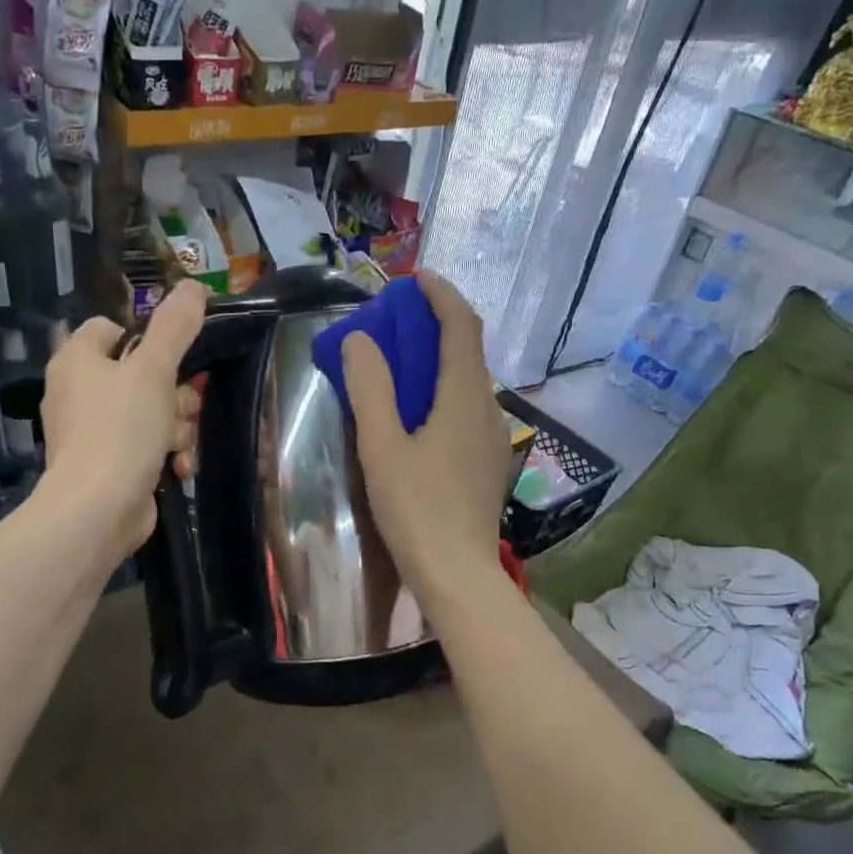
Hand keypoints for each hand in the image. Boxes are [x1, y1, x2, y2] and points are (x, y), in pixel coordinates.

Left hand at [40, 280, 207, 553]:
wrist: (97, 509)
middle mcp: (79, 392)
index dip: (147, 338)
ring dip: (176, 428)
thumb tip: (193, 285)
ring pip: (151, 414)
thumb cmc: (121, 430)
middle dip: (175, 395)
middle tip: (183, 409)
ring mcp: (92, 432)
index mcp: (77, 360)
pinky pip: (145, 447)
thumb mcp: (154, 370)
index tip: (175, 356)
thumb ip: (175, 327)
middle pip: (141, 375)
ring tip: (177, 446)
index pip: (112, 329)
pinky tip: (178, 468)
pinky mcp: (108, 466)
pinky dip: (164, 455)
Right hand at [341, 272, 508, 614]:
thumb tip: (359, 341)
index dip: (442, 295)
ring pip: (467, 383)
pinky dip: (442, 392)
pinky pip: (466, 409)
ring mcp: (493, 438)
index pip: (462, 326)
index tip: (415, 278)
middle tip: (395, 323)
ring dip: (437, 362)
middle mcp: (488, 409)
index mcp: (464, 397)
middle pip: (467, 351)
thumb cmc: (416, 510)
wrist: (457, 575)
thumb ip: (370, 389)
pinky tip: (417, 414)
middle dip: (435, 326)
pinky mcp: (488, 462)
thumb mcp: (382, 447)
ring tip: (399, 365)